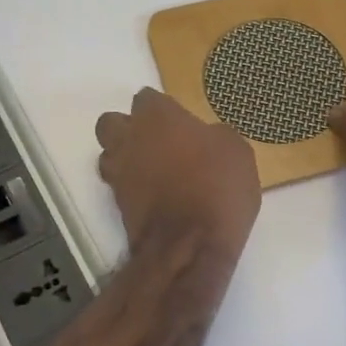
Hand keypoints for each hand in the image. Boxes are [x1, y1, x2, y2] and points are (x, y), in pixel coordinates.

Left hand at [96, 89, 260, 261]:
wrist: (188, 247)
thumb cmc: (216, 188)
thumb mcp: (237, 152)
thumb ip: (215, 136)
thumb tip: (206, 139)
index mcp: (157, 117)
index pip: (147, 98)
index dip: (163, 110)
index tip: (181, 123)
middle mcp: (128, 139)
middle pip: (113, 123)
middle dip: (130, 129)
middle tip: (159, 143)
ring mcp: (117, 174)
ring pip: (109, 155)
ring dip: (125, 159)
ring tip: (154, 172)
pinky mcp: (116, 206)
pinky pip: (119, 187)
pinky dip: (132, 189)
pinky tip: (156, 197)